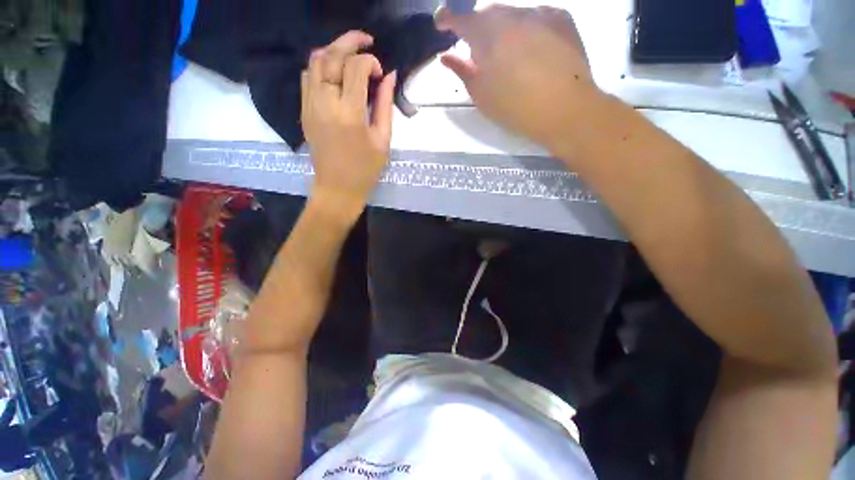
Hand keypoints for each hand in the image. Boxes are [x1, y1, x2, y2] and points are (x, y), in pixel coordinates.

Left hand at [301, 31, 396, 221]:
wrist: (337, 188)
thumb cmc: (366, 169)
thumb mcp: (383, 140)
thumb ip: (386, 105)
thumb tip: (390, 76)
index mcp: (350, 113)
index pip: (356, 67)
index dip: (371, 61)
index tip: (380, 74)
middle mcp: (325, 103)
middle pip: (331, 55)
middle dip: (350, 41)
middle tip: (366, 41)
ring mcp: (310, 105)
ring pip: (315, 61)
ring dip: (333, 51)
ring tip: (350, 56)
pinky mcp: (304, 110)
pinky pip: (307, 76)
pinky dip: (321, 66)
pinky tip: (335, 75)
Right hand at [436, 5, 602, 149]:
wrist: (564, 109)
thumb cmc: (515, 107)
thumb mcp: (481, 95)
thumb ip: (462, 71)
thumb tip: (447, 57)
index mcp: (488, 34)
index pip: (461, 17)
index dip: (448, 19)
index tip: (442, 25)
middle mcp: (512, 14)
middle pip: (487, 12)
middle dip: (477, 27)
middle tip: (477, 49)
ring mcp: (540, 12)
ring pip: (512, 14)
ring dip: (502, 28)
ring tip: (506, 53)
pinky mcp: (562, 18)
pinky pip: (536, 16)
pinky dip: (526, 28)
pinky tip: (530, 47)